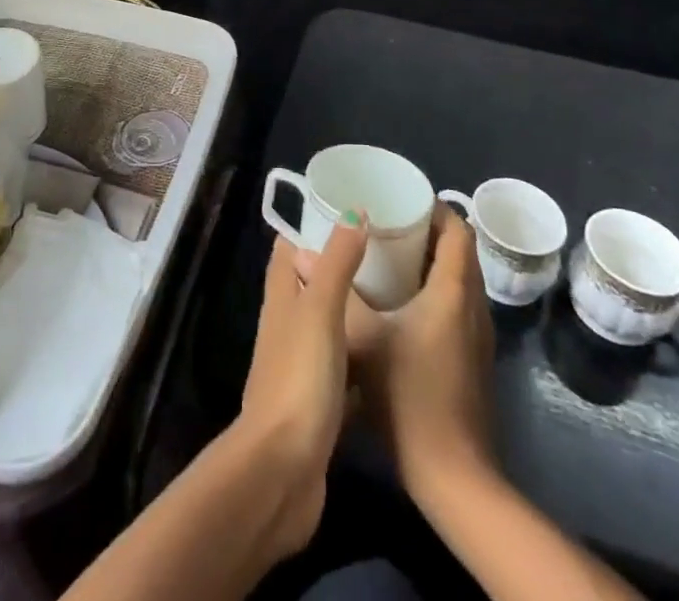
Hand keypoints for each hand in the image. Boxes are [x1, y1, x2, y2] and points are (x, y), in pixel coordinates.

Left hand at [236, 217, 368, 556]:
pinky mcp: (318, 401)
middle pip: (312, 281)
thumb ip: (337, 260)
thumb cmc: (299, 377)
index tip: (352, 209)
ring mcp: (300, 364)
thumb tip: (355, 210)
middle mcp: (286, 323)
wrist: (283, 469)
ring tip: (397, 292)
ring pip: (329, 323)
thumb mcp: (321, 309)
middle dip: (342, 263)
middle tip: (386, 250)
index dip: (314, 223)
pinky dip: (363, 355)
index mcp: (281, 295)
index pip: (290, 246)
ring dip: (355, 308)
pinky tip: (393, 353)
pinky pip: (343, 365)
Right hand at [304, 205, 496, 499]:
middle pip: (460, 251)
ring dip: (434, 262)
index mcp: (453, 290)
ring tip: (392, 255)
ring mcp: (478, 336)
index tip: (402, 199)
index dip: (435, 208)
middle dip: (429, 232)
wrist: (454, 476)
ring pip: (461, 280)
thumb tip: (300, 256)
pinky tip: (404, 303)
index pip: (457, 230)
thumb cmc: (409, 395)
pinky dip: (438, 290)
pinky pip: (459, 305)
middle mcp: (473, 305)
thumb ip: (335, 293)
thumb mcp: (363, 339)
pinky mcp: (474, 359)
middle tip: (390, 222)